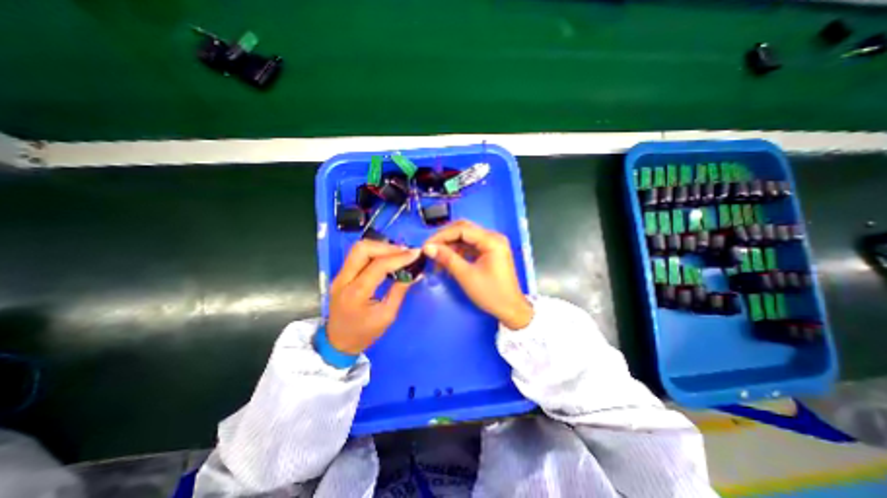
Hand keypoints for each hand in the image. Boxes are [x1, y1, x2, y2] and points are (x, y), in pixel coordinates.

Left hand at [329, 239, 420, 353]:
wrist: (338, 343)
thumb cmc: (364, 333)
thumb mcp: (387, 315)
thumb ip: (400, 291)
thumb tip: (415, 273)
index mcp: (356, 293)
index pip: (378, 266)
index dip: (399, 258)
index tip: (415, 254)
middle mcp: (343, 280)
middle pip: (363, 249)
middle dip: (387, 247)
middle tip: (405, 253)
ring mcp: (339, 276)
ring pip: (358, 249)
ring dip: (380, 247)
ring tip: (398, 254)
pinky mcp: (341, 275)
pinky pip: (357, 256)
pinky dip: (374, 252)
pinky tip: (387, 258)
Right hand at [423, 220, 531, 330]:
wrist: (510, 309)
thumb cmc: (491, 294)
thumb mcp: (466, 276)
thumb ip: (447, 258)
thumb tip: (428, 248)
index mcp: (492, 240)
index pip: (461, 229)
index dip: (441, 236)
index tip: (426, 246)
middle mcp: (493, 237)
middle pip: (463, 229)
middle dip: (445, 238)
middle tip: (430, 249)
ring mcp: (492, 244)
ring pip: (465, 238)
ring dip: (450, 246)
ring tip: (437, 259)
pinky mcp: (489, 252)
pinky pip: (470, 246)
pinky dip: (458, 252)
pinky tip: (448, 261)